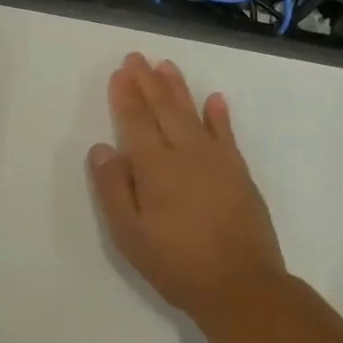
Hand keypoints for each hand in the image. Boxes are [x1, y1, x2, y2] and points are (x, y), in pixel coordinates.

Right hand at [88, 53, 286, 327]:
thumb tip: (101, 148)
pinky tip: (214, 99)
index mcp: (155, 167)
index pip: (136, 121)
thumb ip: (113, 188)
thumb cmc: (176, 263)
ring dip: (178, 88)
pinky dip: (219, 115)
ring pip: (193, 113)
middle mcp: (185, 153)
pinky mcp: (239, 172)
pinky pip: (226, 134)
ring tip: (166, 66)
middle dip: (148, 81)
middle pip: (164, 108)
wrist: (240, 285)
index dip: (126, 95)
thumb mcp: (130, 234)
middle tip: (137, 58)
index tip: (119, 72)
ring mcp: (216, 160)